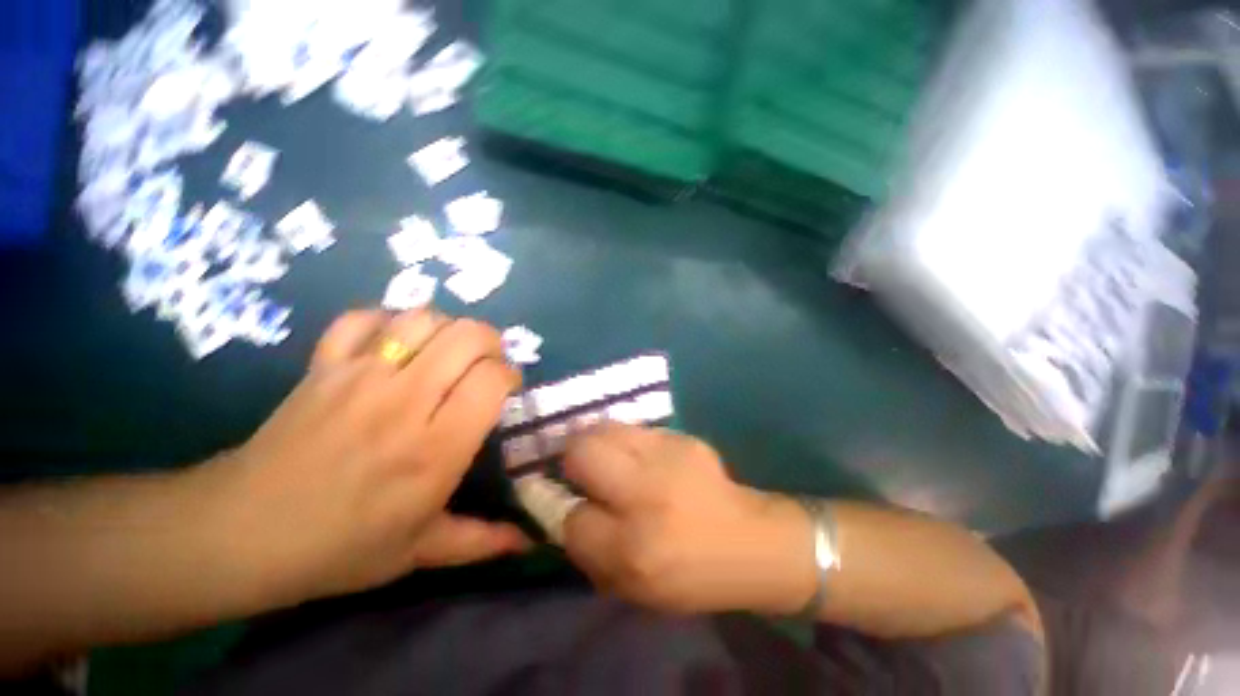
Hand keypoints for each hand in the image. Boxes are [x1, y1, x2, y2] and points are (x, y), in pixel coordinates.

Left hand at [205, 308, 528, 606]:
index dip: (508, 374)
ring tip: (447, 352)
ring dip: (448, 329)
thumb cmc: (340, 548)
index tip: (506, 387)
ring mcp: (359, 377)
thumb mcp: (420, 551)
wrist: (240, 534)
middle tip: (486, 362)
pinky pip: (364, 319)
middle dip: (490, 342)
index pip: (491, 379)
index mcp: (435, 449)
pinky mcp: (323, 366)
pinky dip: (388, 321)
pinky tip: (396, 343)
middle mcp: (405, 403)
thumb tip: (529, 542)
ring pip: (422, 320)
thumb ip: (481, 541)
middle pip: (466, 337)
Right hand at [561, 424, 816, 614]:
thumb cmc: (691, 575)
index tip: (566, 503)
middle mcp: (646, 494)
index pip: (571, 518)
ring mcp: (666, 457)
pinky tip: (641, 458)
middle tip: (580, 471)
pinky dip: (625, 441)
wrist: (752, 541)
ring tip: (606, 458)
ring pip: (604, 429)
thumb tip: (563, 510)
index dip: (562, 510)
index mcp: (633, 548)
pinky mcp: (682, 438)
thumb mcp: (634, 587)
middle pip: (582, 451)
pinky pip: (634, 429)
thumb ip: (591, 550)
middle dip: (570, 459)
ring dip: (595, 443)